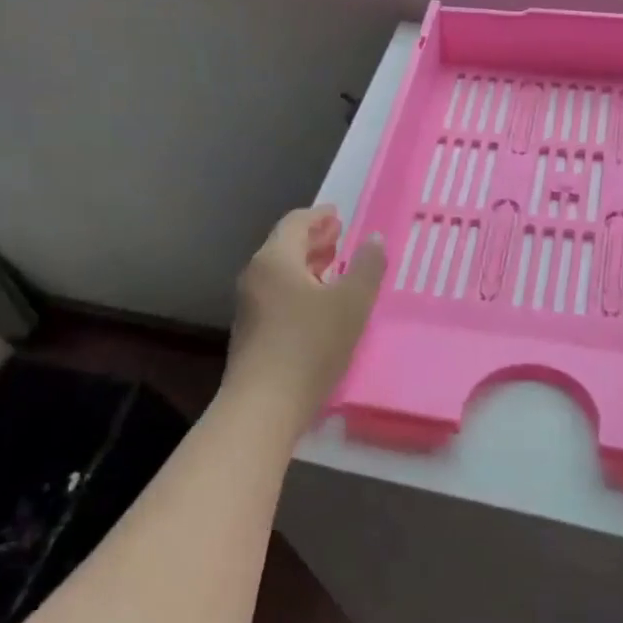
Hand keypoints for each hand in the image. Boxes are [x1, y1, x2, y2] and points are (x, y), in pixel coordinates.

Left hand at [227, 206, 385, 429]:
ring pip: (280, 272)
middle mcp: (256, 276)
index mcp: (275, 259)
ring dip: (307, 265)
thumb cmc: (310, 345)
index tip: (338, 216)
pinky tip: (318, 304)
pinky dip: (299, 287)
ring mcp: (249, 305)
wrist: (263, 406)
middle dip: (313, 240)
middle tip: (339, 238)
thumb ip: (367, 267)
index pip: (295, 222)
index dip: (319, 217)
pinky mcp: (250, 332)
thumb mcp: (352, 303)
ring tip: (334, 268)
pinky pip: (277, 295)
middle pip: (284, 246)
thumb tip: (374, 239)